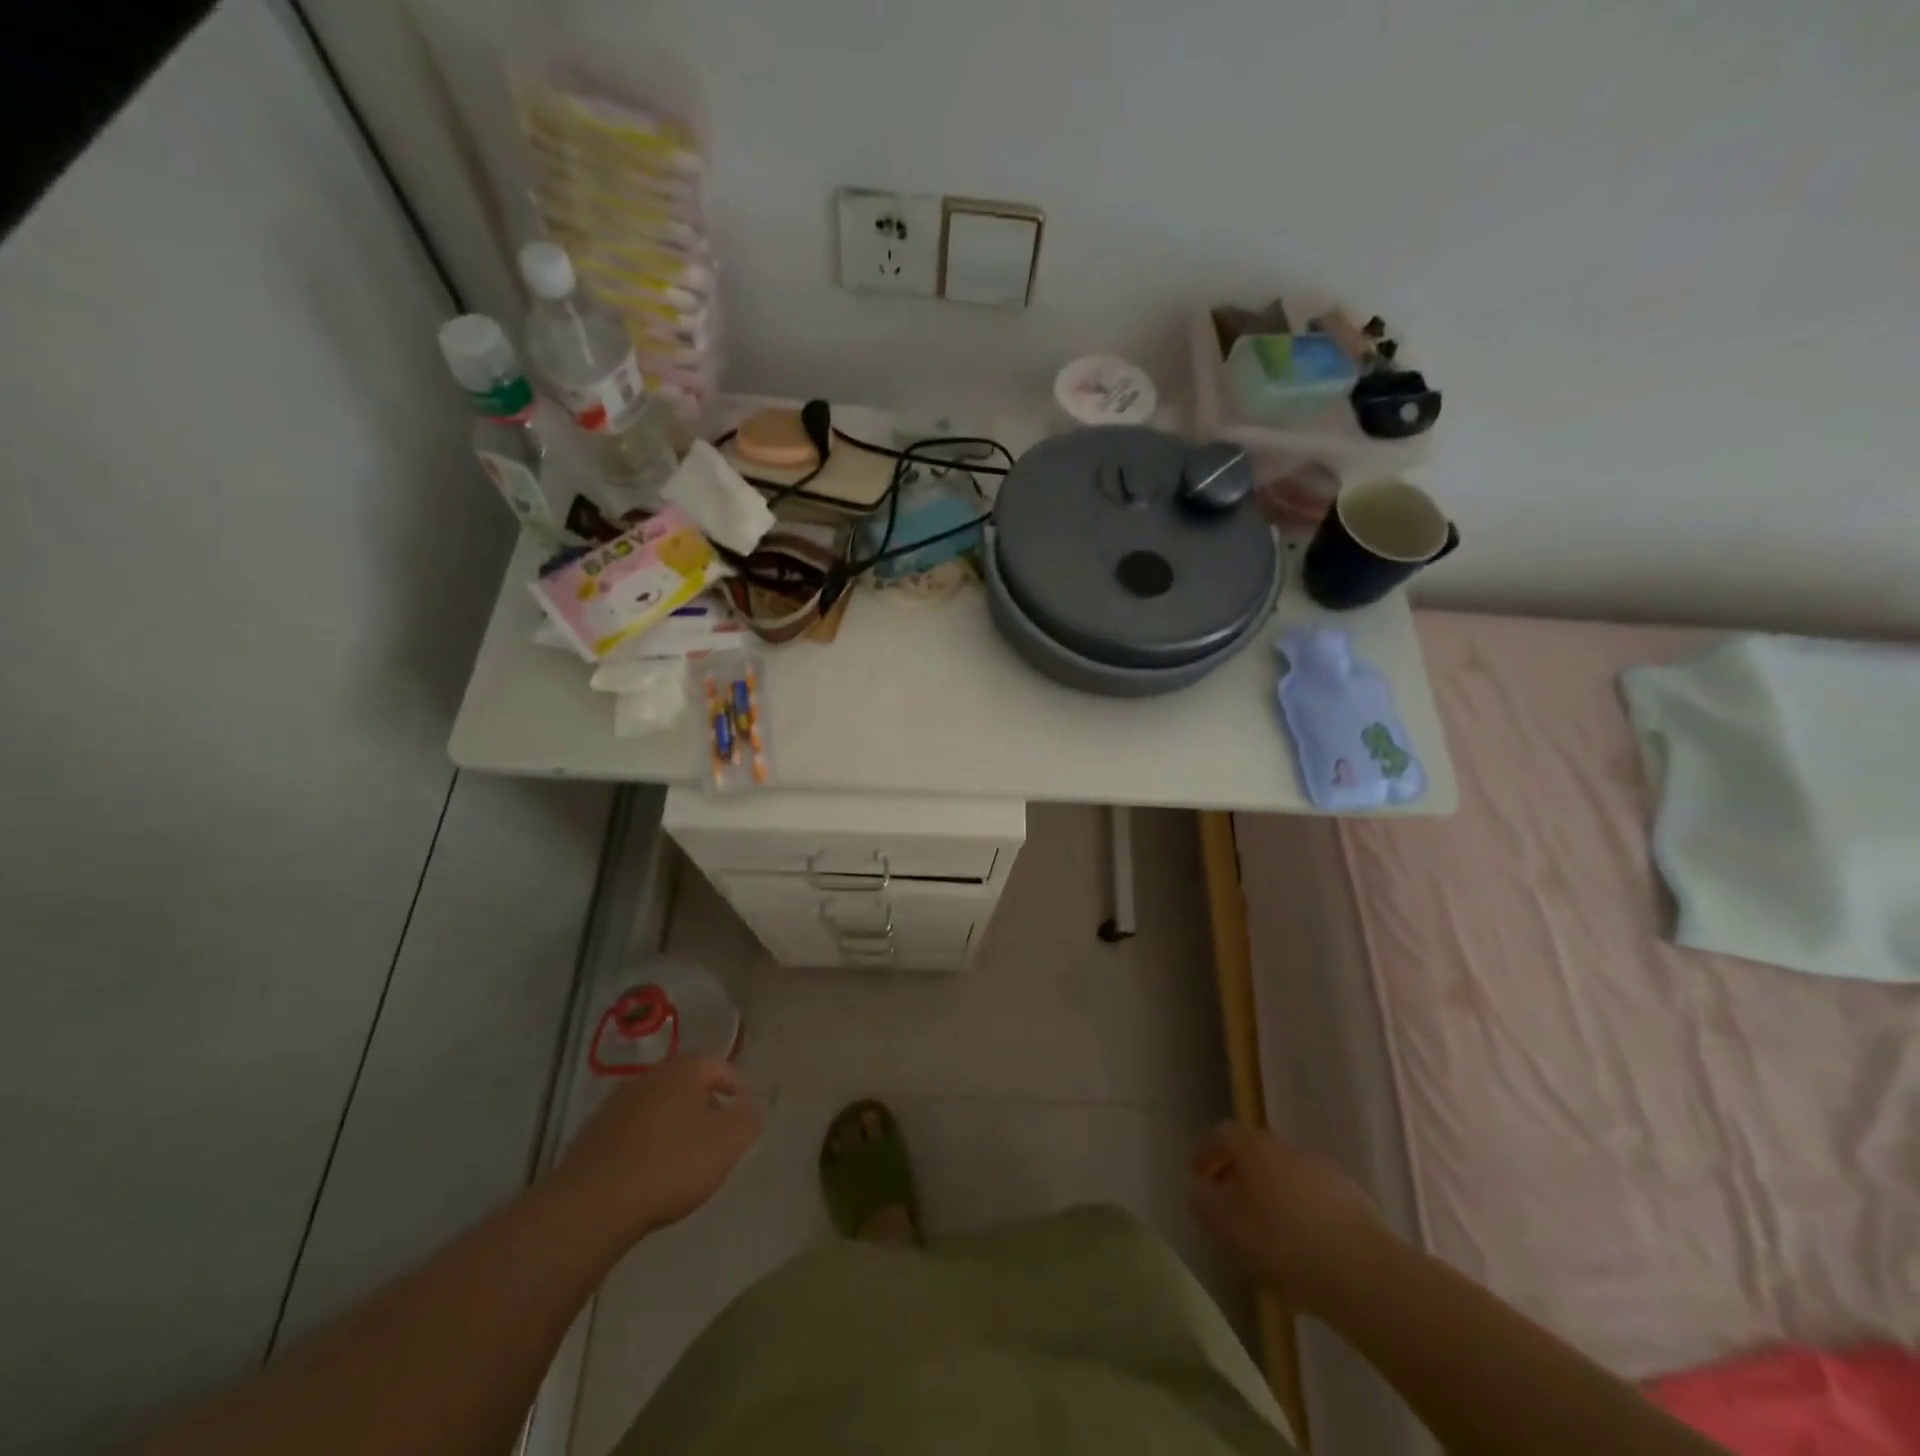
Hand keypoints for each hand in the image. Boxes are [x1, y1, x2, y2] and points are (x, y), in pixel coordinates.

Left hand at [553, 1057, 762, 1246]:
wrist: (591, 1206)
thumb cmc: (670, 1165)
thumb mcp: (727, 1142)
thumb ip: (747, 1118)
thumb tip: (749, 1107)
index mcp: (683, 1069)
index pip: (719, 1065)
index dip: (735, 1086)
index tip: (742, 1113)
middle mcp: (649, 1077)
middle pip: (686, 1085)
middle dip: (703, 1106)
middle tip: (716, 1136)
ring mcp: (615, 1105)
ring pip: (657, 1108)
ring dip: (673, 1126)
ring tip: (683, 1160)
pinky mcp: (592, 1136)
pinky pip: (631, 1133)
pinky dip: (645, 1145)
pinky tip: (648, 1175)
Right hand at [1188, 1121, 1388, 1309]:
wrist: (1367, 1275)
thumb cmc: (1283, 1243)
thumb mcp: (1226, 1226)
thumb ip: (1204, 1202)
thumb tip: (1199, 1188)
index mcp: (1256, 1147)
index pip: (1223, 1134)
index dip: (1206, 1152)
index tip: (1195, 1176)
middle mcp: (1289, 1150)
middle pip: (1257, 1154)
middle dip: (1239, 1175)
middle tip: (1227, 1204)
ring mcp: (1326, 1174)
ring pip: (1287, 1178)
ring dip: (1271, 1196)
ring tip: (1263, 1233)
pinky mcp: (1356, 1205)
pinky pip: (1315, 1202)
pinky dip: (1300, 1215)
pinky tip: (1301, 1249)